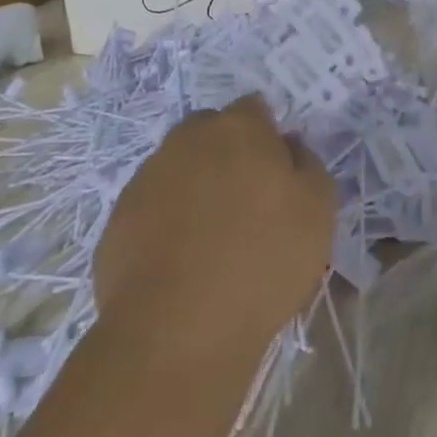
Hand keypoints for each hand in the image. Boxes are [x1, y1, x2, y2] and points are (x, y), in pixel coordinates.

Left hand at [92, 94, 336, 375]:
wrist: (179, 327)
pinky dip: (169, 222)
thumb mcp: (319, 209)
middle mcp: (186, 141)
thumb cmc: (263, 258)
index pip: (255, 108)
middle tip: (250, 200)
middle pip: (211, 132)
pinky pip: (154, 208)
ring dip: (197, 187)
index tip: (280, 171)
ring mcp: (146, 179)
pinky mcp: (118, 221)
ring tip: (216, 237)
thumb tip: (289, 147)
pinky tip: (185, 261)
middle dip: (229, 153)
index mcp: (238, 129)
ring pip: (179, 169)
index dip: (270, 135)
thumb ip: (309, 165)